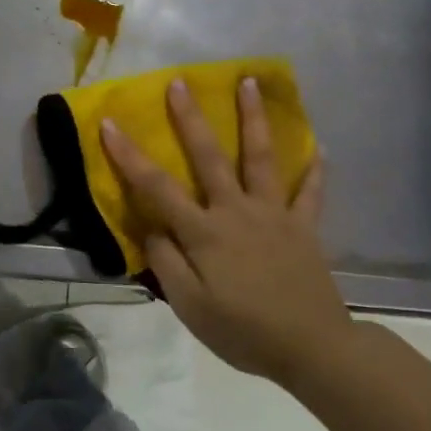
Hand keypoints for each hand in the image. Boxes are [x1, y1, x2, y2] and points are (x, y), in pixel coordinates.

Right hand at [101, 77, 351, 386]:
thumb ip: (166, 263)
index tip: (109, 123)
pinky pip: (311, 193)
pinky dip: (316, 171)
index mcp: (204, 231)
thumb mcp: (190, 307)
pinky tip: (320, 148)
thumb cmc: (243, 331)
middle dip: (191, 118)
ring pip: (261, 157)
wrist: (312, 348)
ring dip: (253, 118)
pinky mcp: (304, 226)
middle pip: (210, 156)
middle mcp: (236, 210)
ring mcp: (274, 214)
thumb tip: (151, 227)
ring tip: (248, 82)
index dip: (129, 155)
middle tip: (180, 82)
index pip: (157, 187)